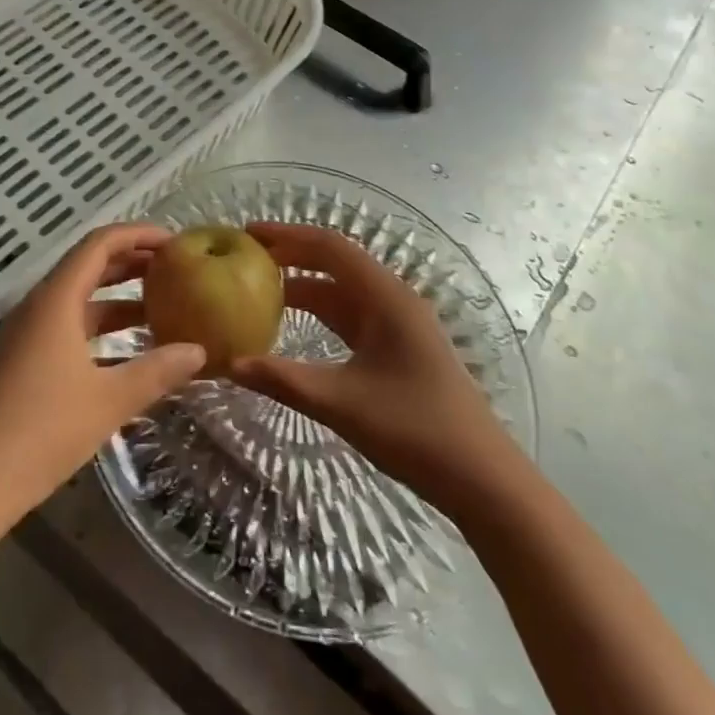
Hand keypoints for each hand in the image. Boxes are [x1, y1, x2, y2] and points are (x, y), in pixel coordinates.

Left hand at [0, 224, 204, 530]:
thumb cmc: (43, 431)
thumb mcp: (109, 401)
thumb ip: (157, 371)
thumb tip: (199, 351)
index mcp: (56, 299)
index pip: (100, 244)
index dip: (138, 235)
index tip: (175, 242)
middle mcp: (40, 305)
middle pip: (90, 266)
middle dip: (133, 263)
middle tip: (176, 269)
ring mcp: (29, 332)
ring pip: (81, 298)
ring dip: (119, 298)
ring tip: (163, 305)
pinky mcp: (25, 358)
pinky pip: (70, 324)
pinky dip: (102, 327)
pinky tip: (130, 349)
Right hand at [228, 223, 517, 498]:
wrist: (484, 480)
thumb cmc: (416, 432)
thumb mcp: (342, 404)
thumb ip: (283, 380)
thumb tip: (229, 365)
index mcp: (385, 298)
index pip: (330, 247)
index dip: (288, 235)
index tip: (248, 234)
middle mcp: (393, 300)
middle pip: (336, 262)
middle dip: (292, 254)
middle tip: (246, 257)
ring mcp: (399, 324)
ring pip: (343, 290)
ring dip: (304, 284)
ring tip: (260, 287)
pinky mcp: (400, 348)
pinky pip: (352, 315)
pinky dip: (320, 311)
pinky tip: (296, 326)